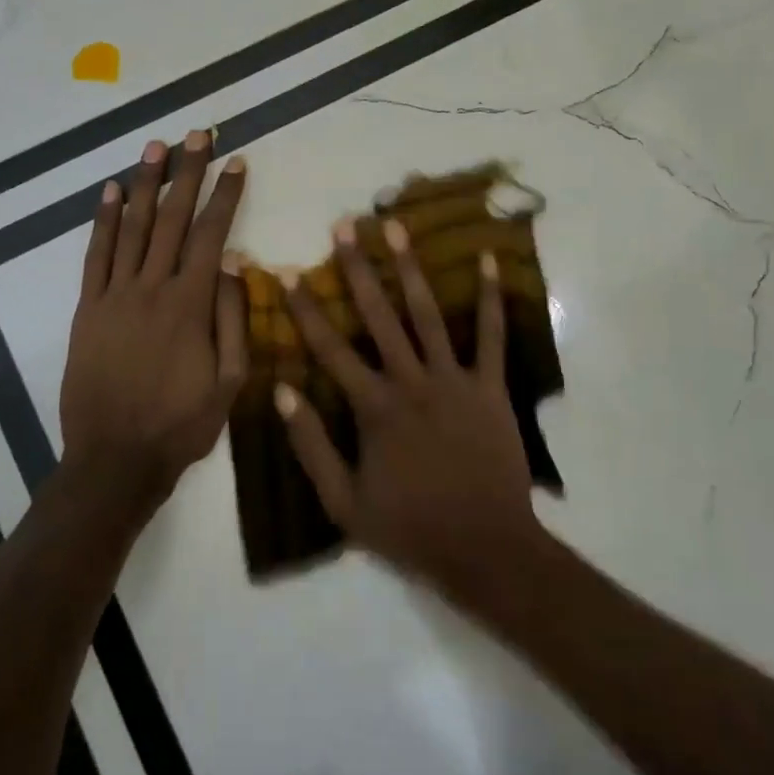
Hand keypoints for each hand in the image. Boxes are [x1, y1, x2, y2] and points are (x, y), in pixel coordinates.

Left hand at [59, 131, 247, 510]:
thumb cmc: (182, 424)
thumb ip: (233, 318)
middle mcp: (152, 288)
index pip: (213, 234)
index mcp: (190, 305)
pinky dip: (104, 221)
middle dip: (188, 173)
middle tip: (197, 133)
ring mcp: (114, 296)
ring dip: (147, 184)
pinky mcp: (87, 309)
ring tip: (156, 147)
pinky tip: (111, 192)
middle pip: (173, 218)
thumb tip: (236, 262)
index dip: (226, 195)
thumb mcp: (229, 380)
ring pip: (133, 228)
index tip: (237, 162)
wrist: (114, 459)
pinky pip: (95, 256)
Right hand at [276, 216, 538, 595]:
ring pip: (427, 314)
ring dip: (410, 269)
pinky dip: (489, 299)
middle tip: (344, 226)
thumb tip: (282, 391)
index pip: (330, 348)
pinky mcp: (490, 387)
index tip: (289, 272)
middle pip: (379, 316)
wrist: (485, 548)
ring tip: (396, 227)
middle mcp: (411, 381)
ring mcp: (454, 380)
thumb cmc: (411, 528)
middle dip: (357, 269)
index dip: (305, 309)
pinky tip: (489, 261)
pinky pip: (491, 337)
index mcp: (374, 408)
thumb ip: (311, 447)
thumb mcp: (344, 504)